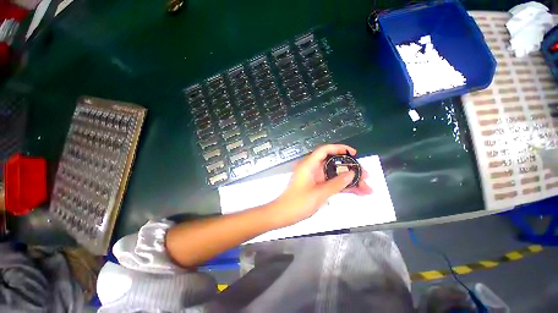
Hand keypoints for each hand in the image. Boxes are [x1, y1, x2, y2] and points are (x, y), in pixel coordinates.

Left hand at [269, 144, 372, 226]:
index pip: (325, 150)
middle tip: (366, 176)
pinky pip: (331, 183)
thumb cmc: (298, 202)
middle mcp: (312, 168)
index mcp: (309, 165)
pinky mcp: (316, 186)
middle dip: (350, 169)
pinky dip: (342, 186)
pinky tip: (356, 192)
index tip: (354, 154)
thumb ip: (336, 183)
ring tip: (366, 188)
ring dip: (349, 180)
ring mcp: (315, 178)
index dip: (339, 148)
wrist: (284, 214)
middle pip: (333, 163)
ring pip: (334, 174)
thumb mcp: (319, 193)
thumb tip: (352, 173)